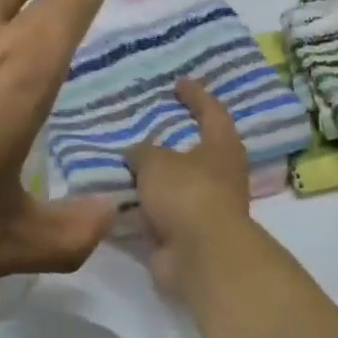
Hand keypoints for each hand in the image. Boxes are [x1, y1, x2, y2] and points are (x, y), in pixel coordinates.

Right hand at [125, 79, 256, 297]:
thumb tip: (136, 155)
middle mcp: (219, 174)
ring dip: (153, 178)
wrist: (200, 256)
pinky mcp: (186, 234)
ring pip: (174, 185)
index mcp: (221, 146)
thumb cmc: (187, 193)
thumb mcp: (156, 161)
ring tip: (121, 164)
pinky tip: (115, 199)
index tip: (179, 82)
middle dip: (171, 140)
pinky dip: (141, 208)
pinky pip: (159, 214)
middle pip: (195, 149)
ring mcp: (204, 206)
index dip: (195, 95)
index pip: (211, 111)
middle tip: (143, 126)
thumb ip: (143, 152)